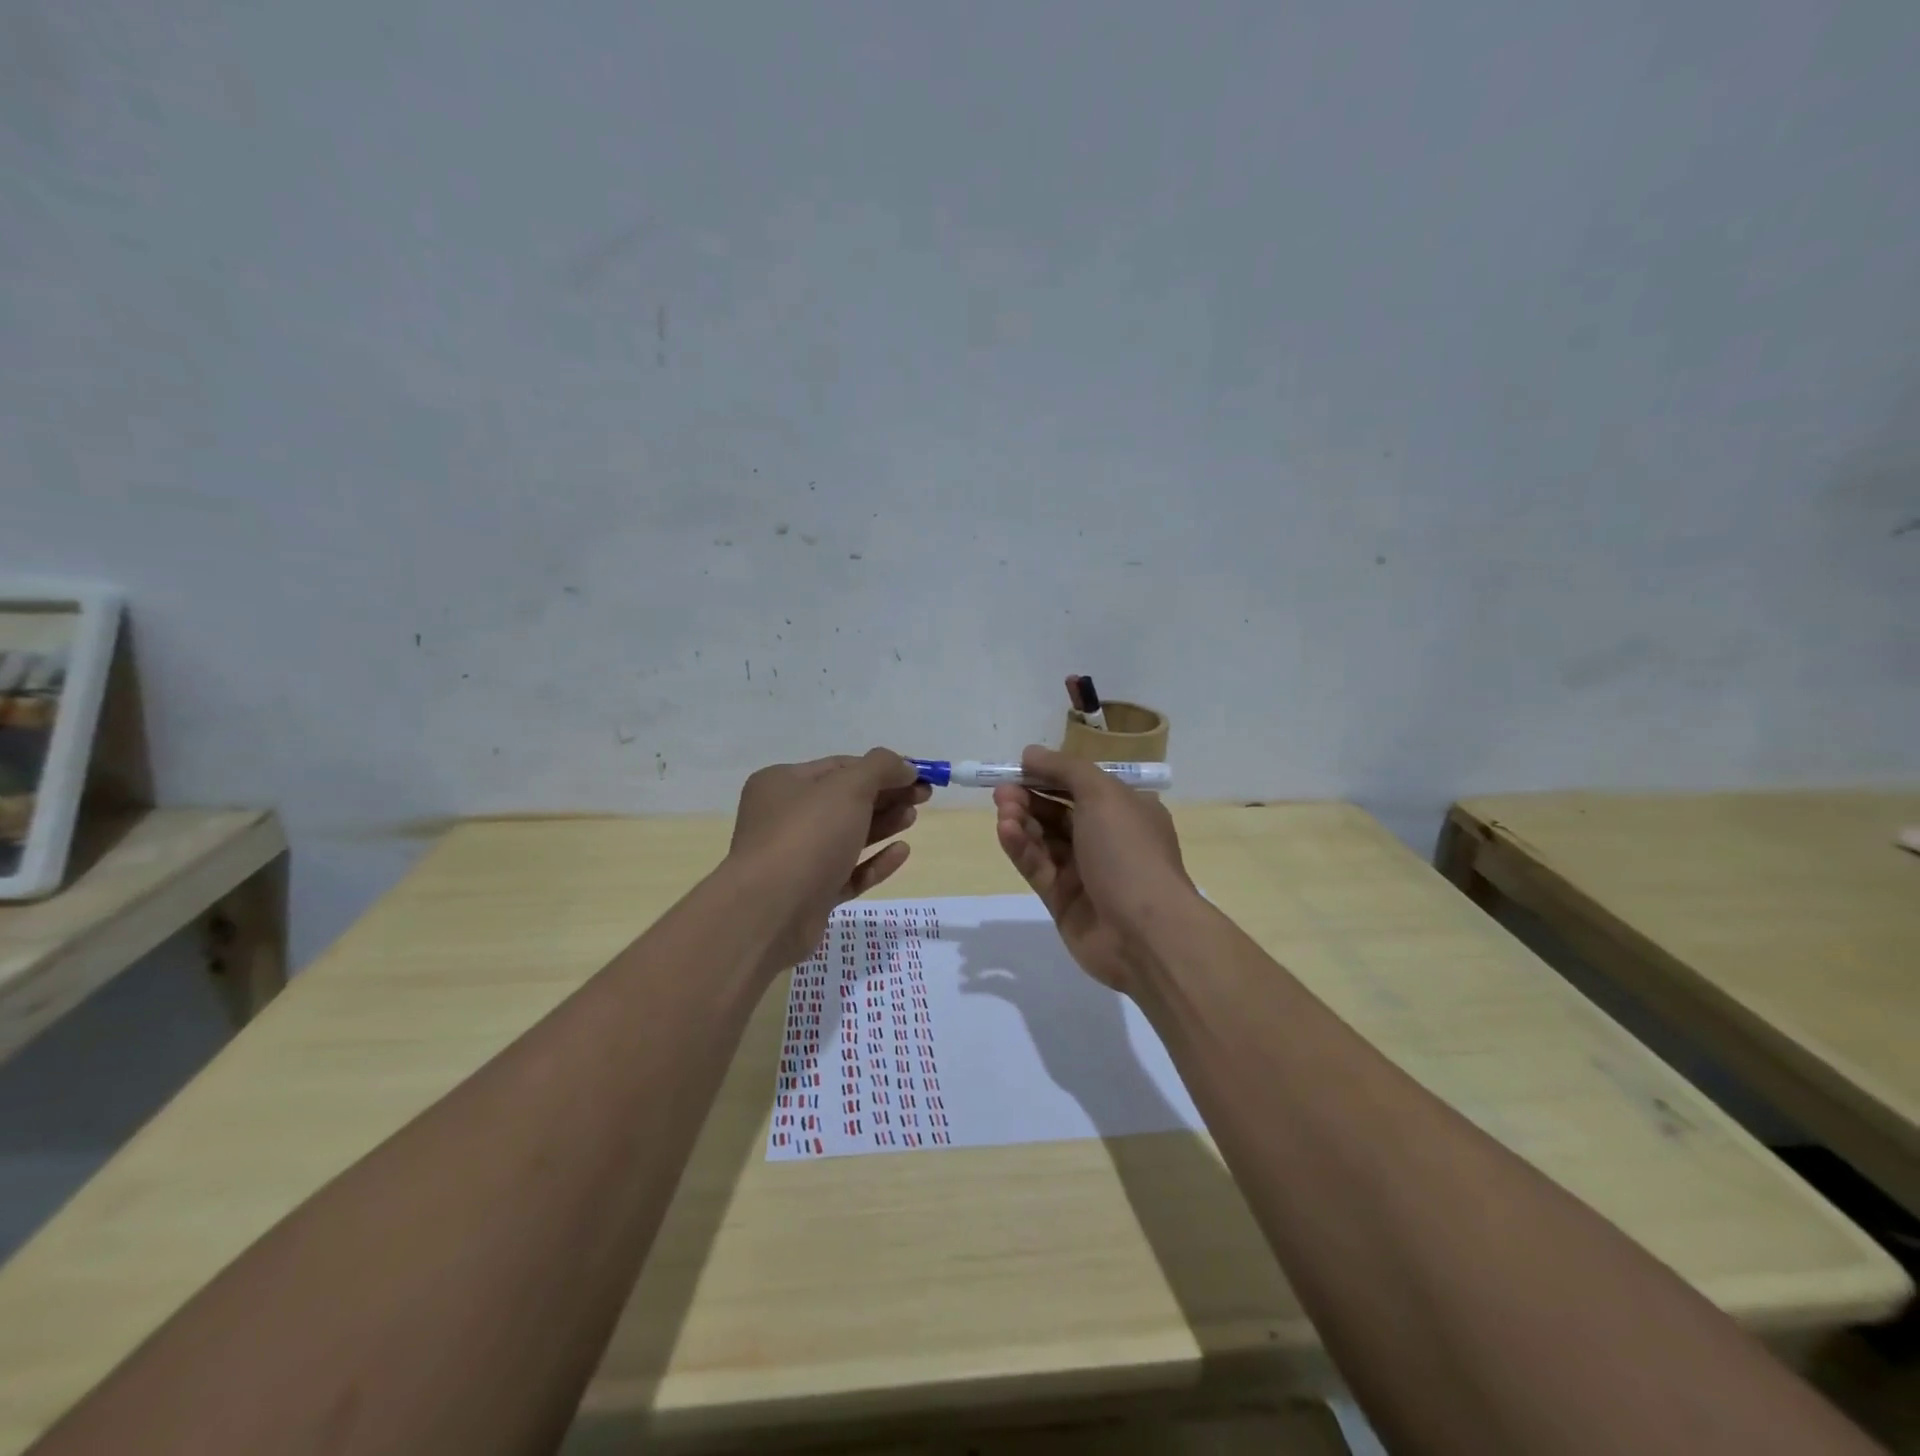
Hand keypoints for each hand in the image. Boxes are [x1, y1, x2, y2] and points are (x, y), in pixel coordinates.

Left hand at [728, 749, 930, 970]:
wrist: (770, 912)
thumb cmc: (807, 836)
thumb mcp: (848, 788)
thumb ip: (881, 768)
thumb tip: (906, 766)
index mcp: (783, 783)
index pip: (840, 767)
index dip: (881, 768)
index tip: (917, 774)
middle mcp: (784, 817)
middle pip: (845, 800)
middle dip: (886, 795)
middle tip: (925, 796)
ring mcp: (797, 858)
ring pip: (847, 836)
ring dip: (882, 824)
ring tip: (912, 817)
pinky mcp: (810, 894)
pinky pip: (848, 872)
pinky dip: (874, 862)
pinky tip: (902, 852)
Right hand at [992, 745, 1196, 991]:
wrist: (1144, 932)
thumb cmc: (1128, 851)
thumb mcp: (1103, 794)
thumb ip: (1064, 769)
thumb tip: (1031, 753)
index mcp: (1126, 811)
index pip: (1082, 785)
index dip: (1050, 774)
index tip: (1019, 768)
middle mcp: (1107, 839)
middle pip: (1059, 811)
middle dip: (1030, 797)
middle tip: (1002, 791)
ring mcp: (1085, 872)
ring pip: (1044, 839)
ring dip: (1022, 821)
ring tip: (1003, 810)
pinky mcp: (1063, 900)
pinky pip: (1037, 867)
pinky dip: (1021, 848)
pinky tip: (1006, 831)